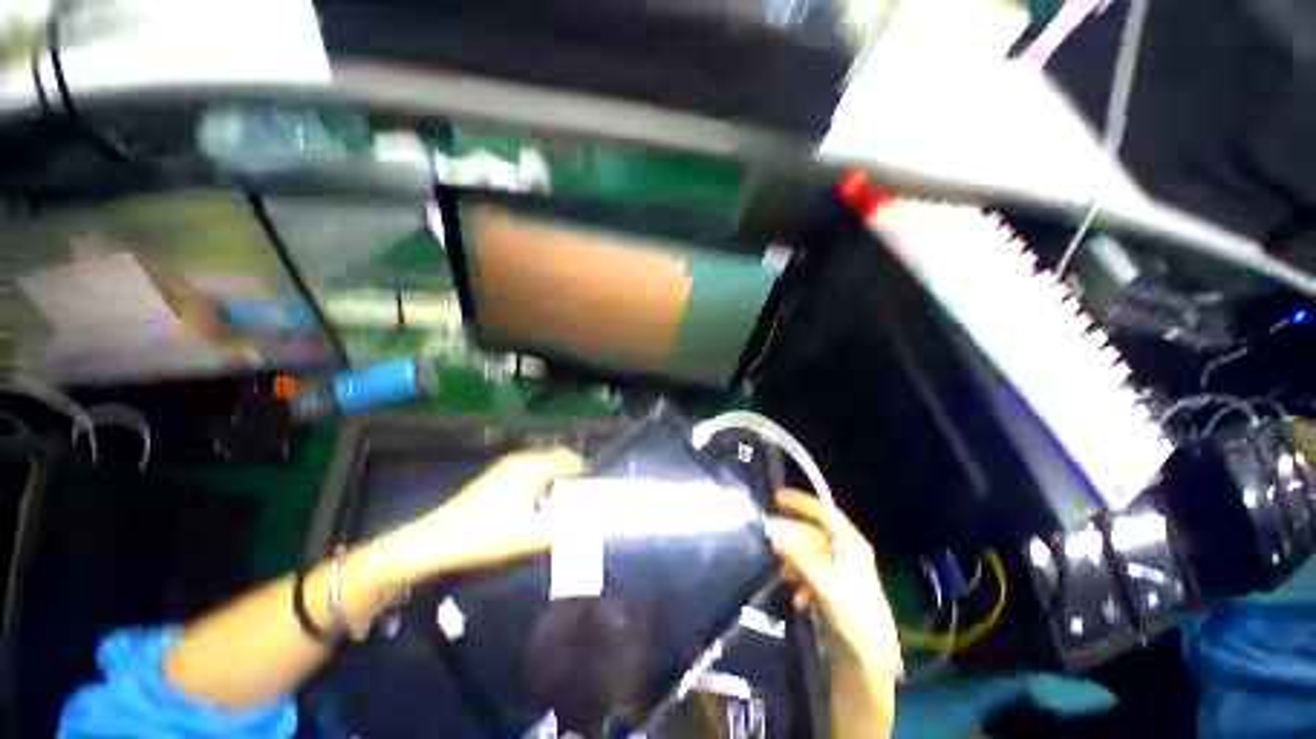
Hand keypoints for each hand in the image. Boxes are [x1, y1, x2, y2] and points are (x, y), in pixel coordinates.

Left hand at [359, 448, 586, 600]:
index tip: (593, 492)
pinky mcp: (495, 478)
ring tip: (561, 506)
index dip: (584, 474)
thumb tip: (594, 528)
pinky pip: (528, 474)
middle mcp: (522, 461)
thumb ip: (565, 530)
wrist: (434, 541)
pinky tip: (534, 508)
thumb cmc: (485, 535)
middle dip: (570, 477)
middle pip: (556, 461)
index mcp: (533, 467)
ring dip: (555, 482)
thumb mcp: (529, 535)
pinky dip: (539, 485)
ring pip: (541, 467)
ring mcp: (506, 468)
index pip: (569, 460)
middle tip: (580, 501)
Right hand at [766, 489, 900, 674]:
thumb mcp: (826, 584)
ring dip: (794, 562)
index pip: (825, 513)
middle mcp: (847, 554)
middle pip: (813, 534)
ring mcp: (840, 573)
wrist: (868, 663)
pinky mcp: (833, 591)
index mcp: (852, 545)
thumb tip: (772, 531)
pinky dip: (800, 582)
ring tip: (782, 574)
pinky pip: (810, 575)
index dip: (801, 502)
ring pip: (809, 555)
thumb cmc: (854, 617)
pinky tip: (798, 598)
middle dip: (792, 537)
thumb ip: (799, 556)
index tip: (776, 496)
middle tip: (769, 538)